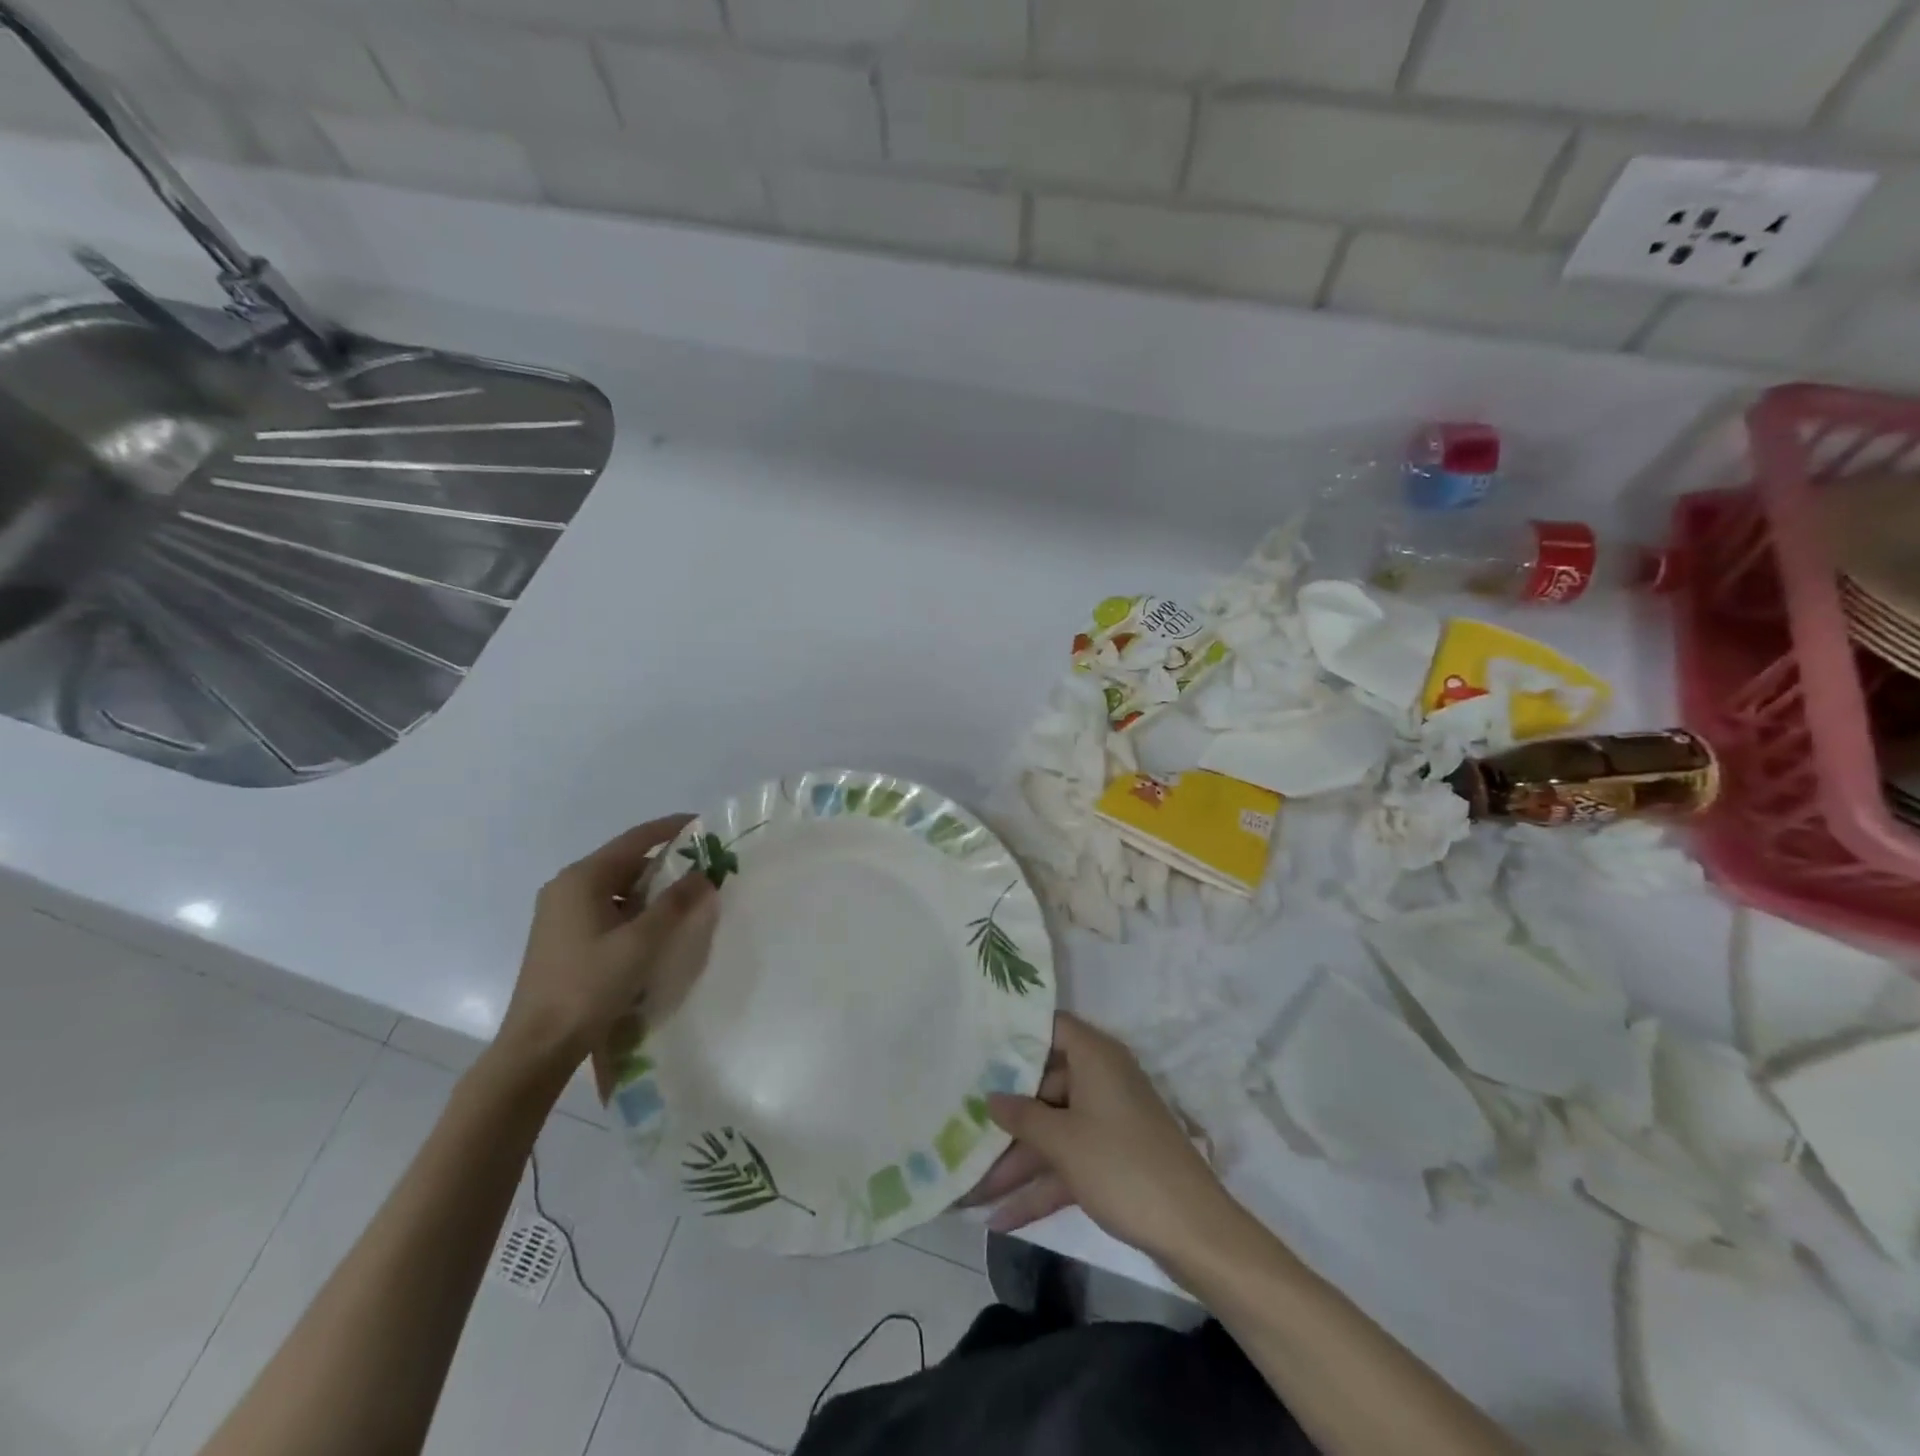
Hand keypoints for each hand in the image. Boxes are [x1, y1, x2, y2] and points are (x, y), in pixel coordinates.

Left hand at [496, 817, 718, 1076]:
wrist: (538, 1045)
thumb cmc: (589, 986)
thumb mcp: (641, 942)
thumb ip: (675, 904)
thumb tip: (705, 874)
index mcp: (582, 878)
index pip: (635, 839)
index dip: (671, 828)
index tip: (704, 824)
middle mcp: (567, 886)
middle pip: (625, 861)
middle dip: (665, 863)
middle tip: (704, 870)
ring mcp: (560, 913)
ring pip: (616, 887)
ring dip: (651, 890)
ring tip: (687, 900)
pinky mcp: (562, 936)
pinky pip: (606, 908)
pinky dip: (634, 910)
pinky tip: (656, 929)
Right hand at [964, 1012, 1236, 1262]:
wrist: (1193, 1232)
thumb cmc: (1122, 1166)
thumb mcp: (1063, 1142)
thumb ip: (1021, 1117)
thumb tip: (991, 1097)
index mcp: (1095, 1057)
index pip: (1051, 1028)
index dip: (1017, 1035)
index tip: (978, 1046)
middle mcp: (1101, 1080)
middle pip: (1044, 1087)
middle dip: (1006, 1118)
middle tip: (963, 1129)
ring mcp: (1108, 1121)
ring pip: (1054, 1131)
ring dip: (1016, 1163)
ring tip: (970, 1192)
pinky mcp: (1113, 1159)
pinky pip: (1069, 1162)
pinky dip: (1041, 1187)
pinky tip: (1002, 1219)